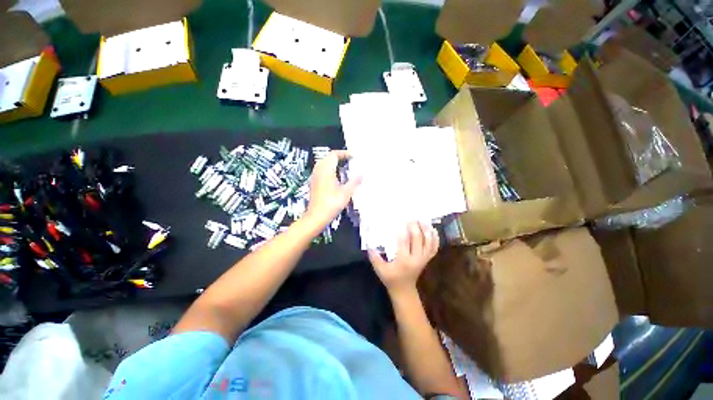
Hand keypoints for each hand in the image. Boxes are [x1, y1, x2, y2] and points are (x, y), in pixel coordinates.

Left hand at [304, 150, 361, 228]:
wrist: (317, 216)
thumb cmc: (332, 203)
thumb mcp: (346, 192)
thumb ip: (355, 182)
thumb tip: (362, 174)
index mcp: (326, 169)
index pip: (334, 154)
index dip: (344, 153)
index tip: (353, 157)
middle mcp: (318, 170)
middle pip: (328, 158)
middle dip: (339, 158)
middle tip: (350, 162)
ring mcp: (315, 176)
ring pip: (324, 164)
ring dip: (334, 164)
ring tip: (344, 169)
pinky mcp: (313, 183)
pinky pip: (321, 171)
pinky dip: (329, 170)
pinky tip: (336, 179)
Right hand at [368, 221, 438, 294]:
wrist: (404, 290)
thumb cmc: (391, 279)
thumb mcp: (380, 270)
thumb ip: (374, 257)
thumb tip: (369, 245)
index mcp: (403, 261)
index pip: (404, 242)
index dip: (403, 230)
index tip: (401, 220)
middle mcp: (416, 258)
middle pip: (418, 239)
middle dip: (415, 226)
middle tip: (411, 217)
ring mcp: (424, 259)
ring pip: (429, 242)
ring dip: (426, 229)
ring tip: (421, 220)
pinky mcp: (427, 259)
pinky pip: (434, 247)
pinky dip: (435, 238)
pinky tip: (432, 229)